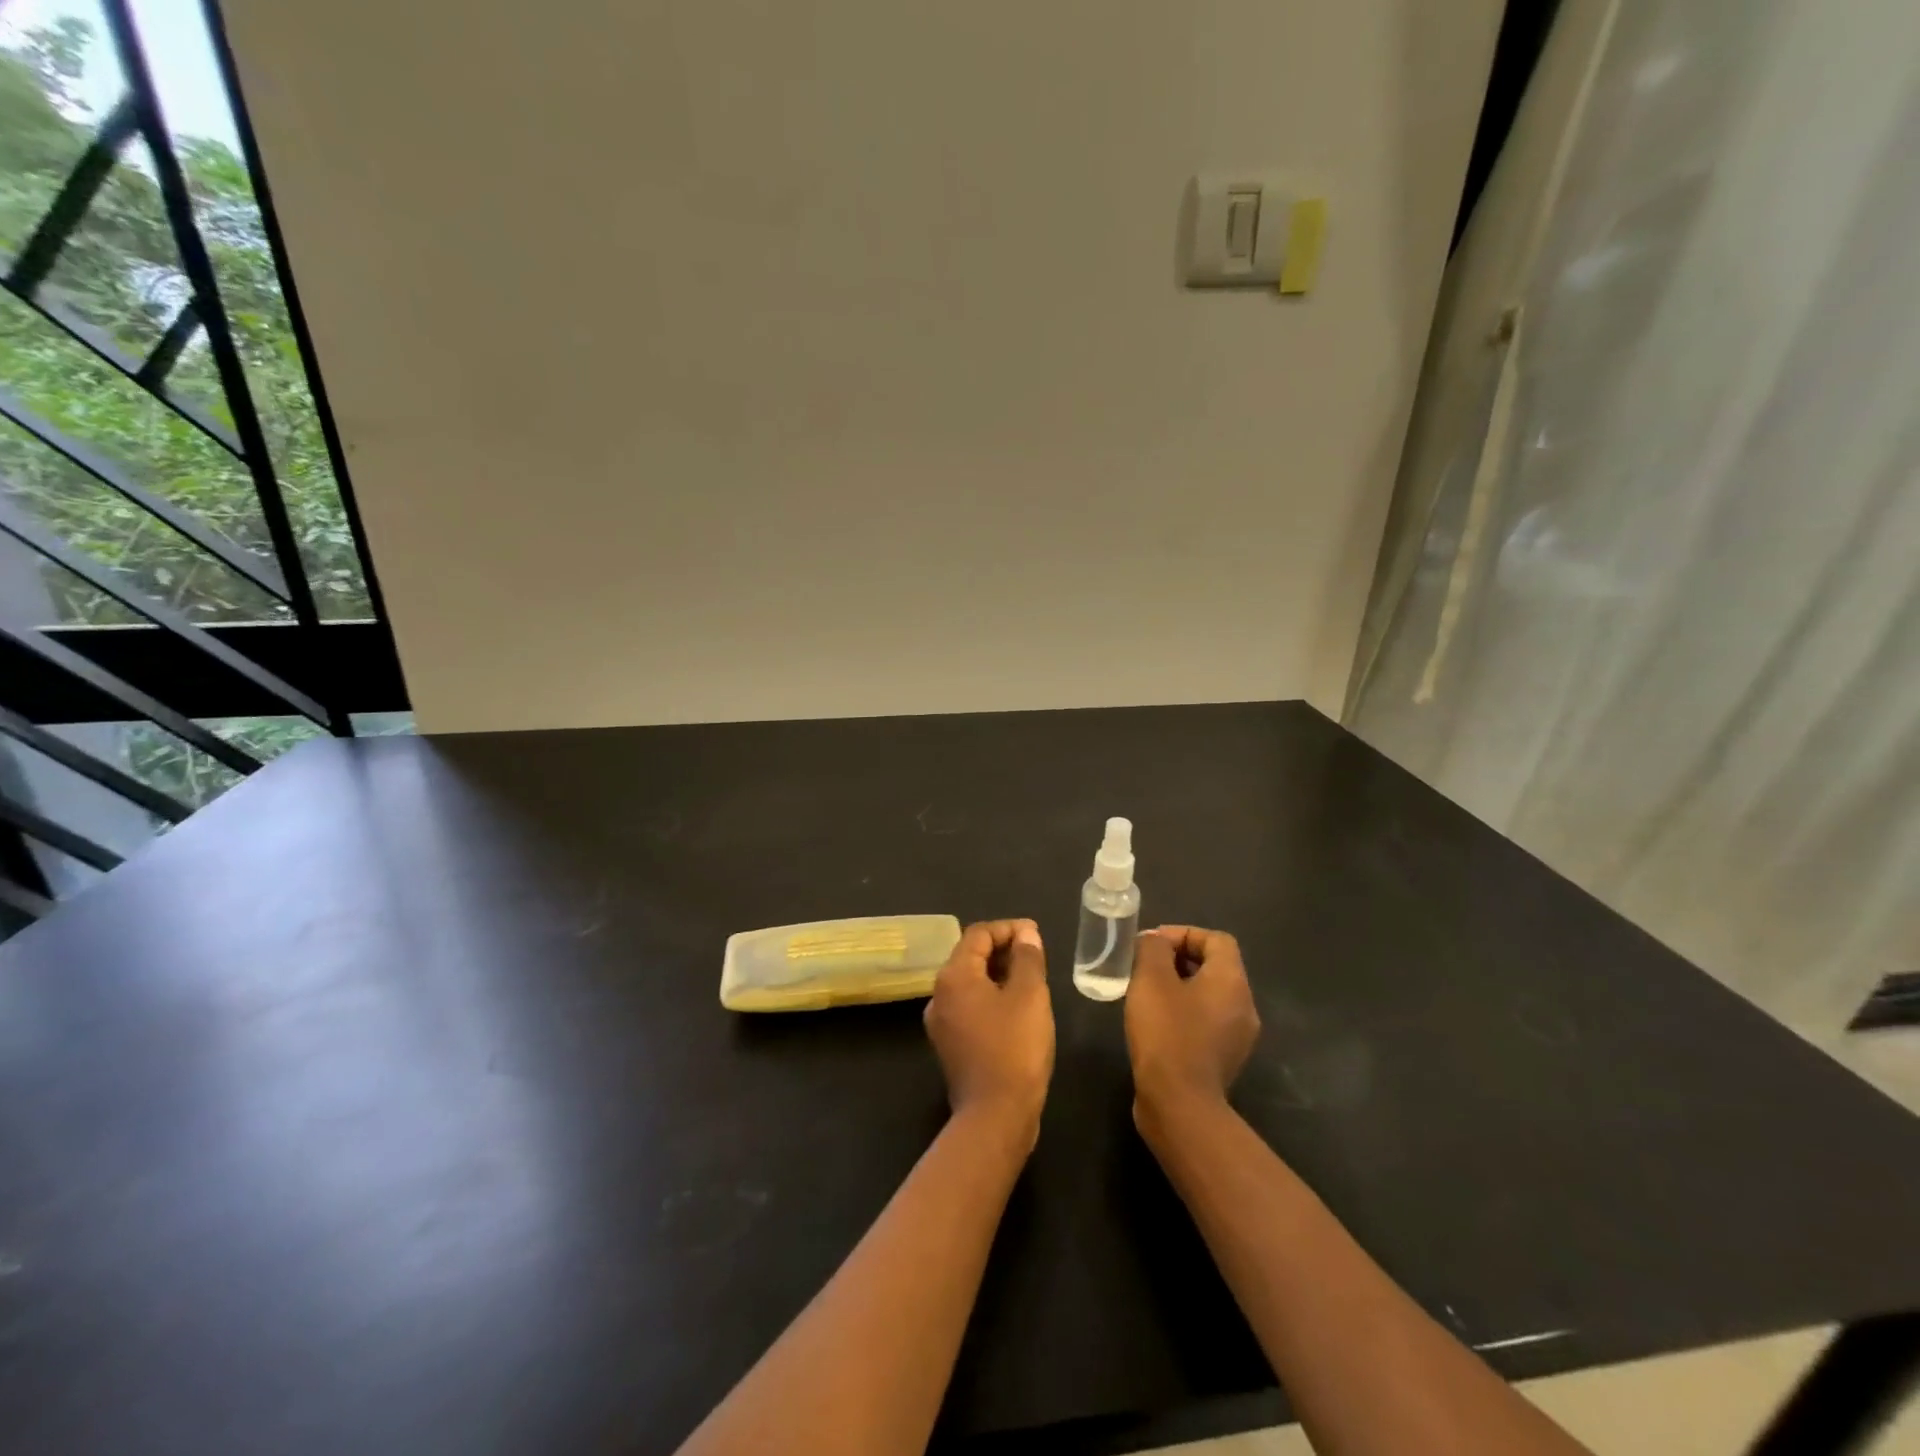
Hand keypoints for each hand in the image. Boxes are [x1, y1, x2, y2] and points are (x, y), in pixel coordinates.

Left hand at [924, 920, 1054, 1151]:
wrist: (995, 1116)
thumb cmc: (1015, 1048)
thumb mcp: (1030, 996)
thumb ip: (1027, 958)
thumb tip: (1025, 932)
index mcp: (954, 976)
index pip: (978, 934)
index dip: (1008, 928)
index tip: (1036, 935)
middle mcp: (939, 994)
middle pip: (970, 956)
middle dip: (1003, 950)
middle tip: (1035, 956)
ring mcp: (941, 1022)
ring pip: (970, 983)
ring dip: (998, 974)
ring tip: (1030, 980)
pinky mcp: (950, 1045)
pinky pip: (969, 1007)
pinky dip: (991, 998)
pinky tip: (1016, 1010)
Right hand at [1126, 926, 1260, 1123]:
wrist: (1179, 1105)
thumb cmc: (1167, 1033)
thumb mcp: (1151, 980)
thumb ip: (1153, 949)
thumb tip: (1155, 941)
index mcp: (1232, 982)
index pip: (1217, 940)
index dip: (1184, 934)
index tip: (1152, 945)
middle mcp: (1244, 1007)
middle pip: (1215, 967)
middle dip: (1178, 960)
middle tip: (1144, 968)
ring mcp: (1237, 1038)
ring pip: (1208, 996)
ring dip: (1178, 988)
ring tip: (1145, 995)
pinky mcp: (1223, 1061)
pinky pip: (1205, 1023)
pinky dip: (1183, 1014)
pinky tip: (1155, 1025)